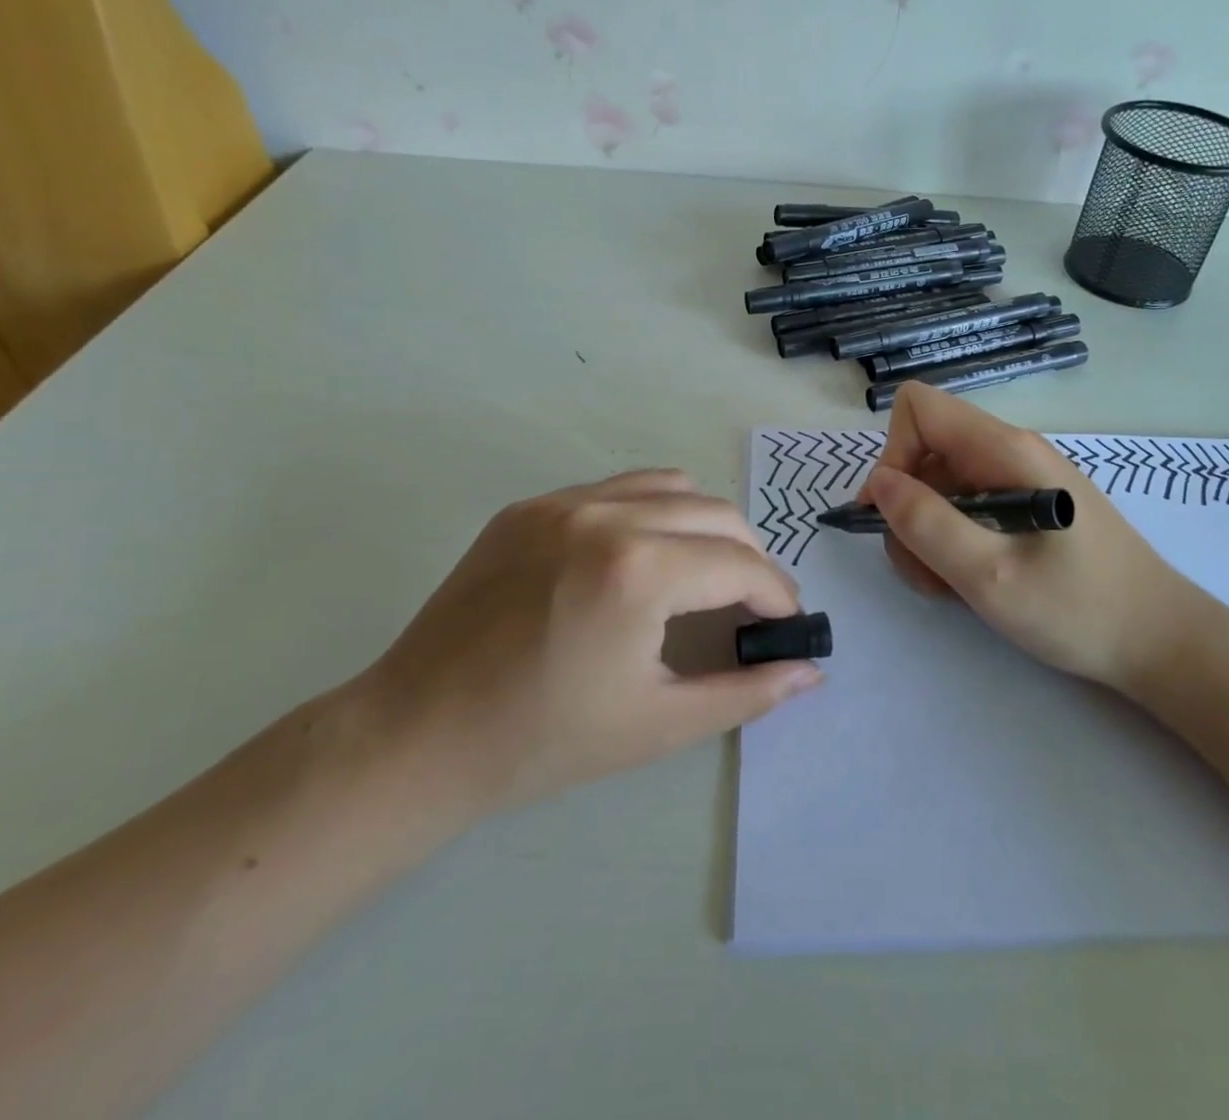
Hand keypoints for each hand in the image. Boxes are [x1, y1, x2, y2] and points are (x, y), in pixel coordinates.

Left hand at [367, 470, 821, 814]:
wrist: (417, 735)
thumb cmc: (542, 741)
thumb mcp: (658, 724)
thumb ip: (746, 691)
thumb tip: (810, 671)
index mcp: (638, 571)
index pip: (741, 564)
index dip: (777, 594)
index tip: (788, 623)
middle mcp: (606, 516)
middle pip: (717, 514)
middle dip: (750, 558)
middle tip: (751, 607)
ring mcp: (562, 503)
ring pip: (671, 488)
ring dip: (705, 526)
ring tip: (702, 576)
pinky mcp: (530, 506)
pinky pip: (617, 490)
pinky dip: (652, 513)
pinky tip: (641, 560)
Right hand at [862, 385, 1222, 694]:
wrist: (1162, 642)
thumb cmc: (1080, 609)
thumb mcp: (990, 575)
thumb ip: (927, 524)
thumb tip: (879, 483)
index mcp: (1004, 450)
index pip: (918, 408)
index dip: (893, 453)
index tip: (894, 514)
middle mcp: (1009, 452)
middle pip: (924, 452)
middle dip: (908, 509)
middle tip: (925, 569)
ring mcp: (1019, 479)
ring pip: (940, 486)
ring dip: (927, 534)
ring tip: (950, 585)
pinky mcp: (1025, 507)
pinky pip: (967, 508)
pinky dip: (952, 542)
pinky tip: (971, 581)